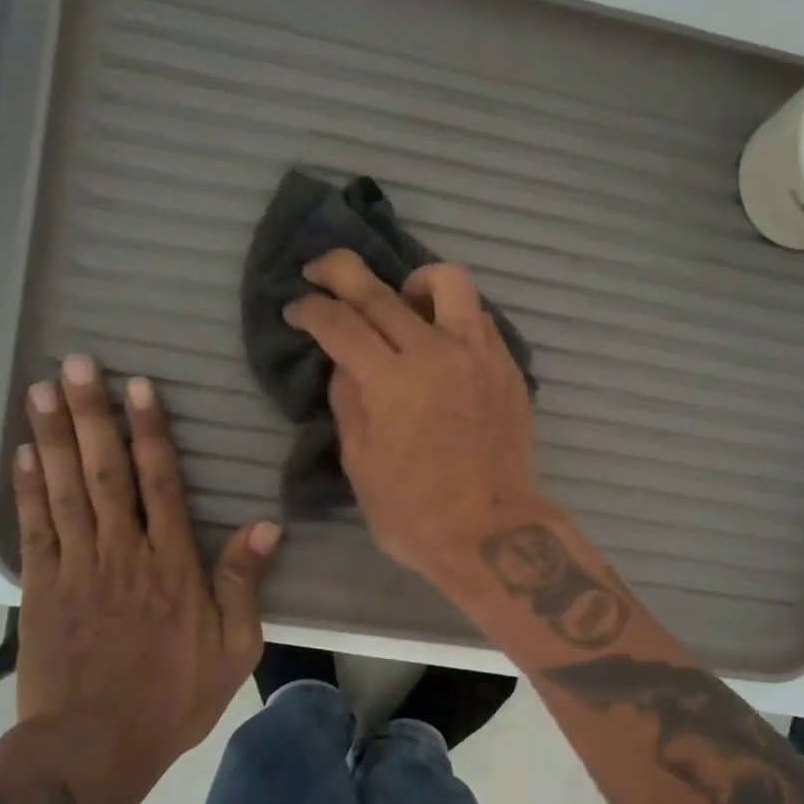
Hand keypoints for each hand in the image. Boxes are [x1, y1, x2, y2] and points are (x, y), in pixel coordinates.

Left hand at [12, 356, 282, 803]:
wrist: (93, 747)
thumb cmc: (173, 696)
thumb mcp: (233, 645)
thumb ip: (243, 581)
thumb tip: (268, 525)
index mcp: (172, 562)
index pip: (160, 482)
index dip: (150, 431)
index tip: (138, 387)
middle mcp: (122, 551)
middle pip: (105, 472)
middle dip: (92, 415)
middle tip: (77, 365)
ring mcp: (76, 566)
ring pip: (64, 489)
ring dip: (52, 436)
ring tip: (42, 389)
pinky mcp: (41, 588)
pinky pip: (35, 527)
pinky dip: (26, 487)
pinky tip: (23, 452)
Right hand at [286, 249, 550, 585]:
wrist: (492, 532)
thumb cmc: (414, 512)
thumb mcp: (360, 464)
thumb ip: (349, 402)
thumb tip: (346, 364)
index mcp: (391, 382)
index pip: (339, 323)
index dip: (310, 309)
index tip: (296, 308)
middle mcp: (435, 353)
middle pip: (381, 291)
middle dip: (341, 272)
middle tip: (321, 270)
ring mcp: (478, 355)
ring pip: (449, 283)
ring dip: (414, 282)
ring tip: (402, 301)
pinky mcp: (507, 366)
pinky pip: (478, 318)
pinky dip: (451, 316)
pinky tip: (440, 341)